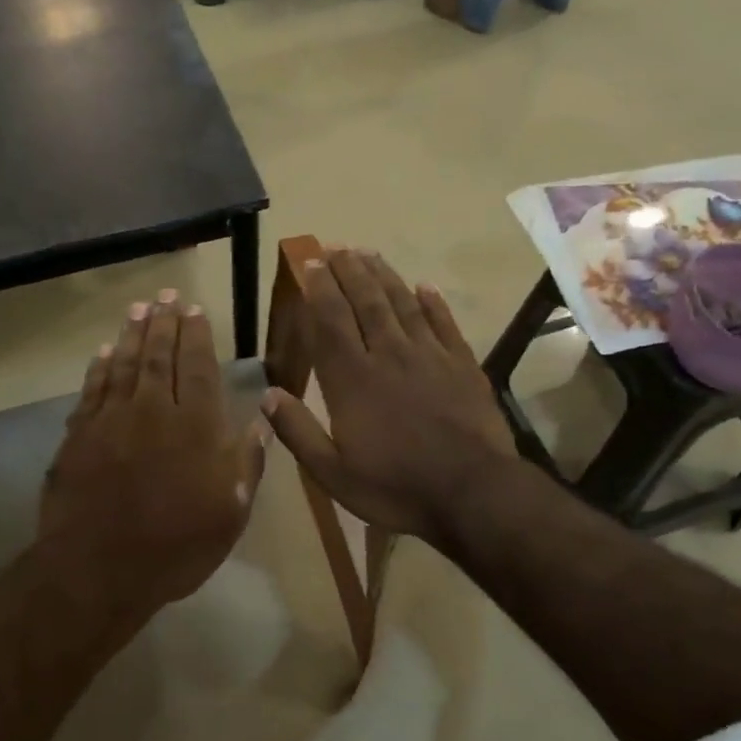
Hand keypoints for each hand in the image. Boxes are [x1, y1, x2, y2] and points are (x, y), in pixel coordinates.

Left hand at [40, 293, 267, 622]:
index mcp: (196, 427)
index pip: (199, 367)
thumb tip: (262, 418)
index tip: (196, 310)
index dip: (198, 336)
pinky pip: (93, 389)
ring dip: (133, 334)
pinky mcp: (79, 434)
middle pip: (160, 356)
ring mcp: (112, 419)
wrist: (97, 569)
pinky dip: (100, 367)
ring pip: (125, 364)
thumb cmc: (175, 546)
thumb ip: (247, 462)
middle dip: (165, 322)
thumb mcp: (230, 513)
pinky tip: (105, 352)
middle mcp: (154, 411)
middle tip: (167, 295)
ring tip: (139, 309)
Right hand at [262, 249, 516, 546]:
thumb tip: (267, 395)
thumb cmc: (396, 487)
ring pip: (402, 304)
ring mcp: (430, 356)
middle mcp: (389, 355)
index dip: (319, 288)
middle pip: (366, 302)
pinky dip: (433, 303)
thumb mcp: (333, 473)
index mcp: (352, 379)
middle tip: (337, 246)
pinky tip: (424, 286)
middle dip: (348, 271)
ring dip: (384, 276)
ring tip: (369, 253)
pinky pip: (444, 324)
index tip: (311, 261)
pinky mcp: (463, 365)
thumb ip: (298, 432)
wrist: (472, 493)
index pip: (331, 320)